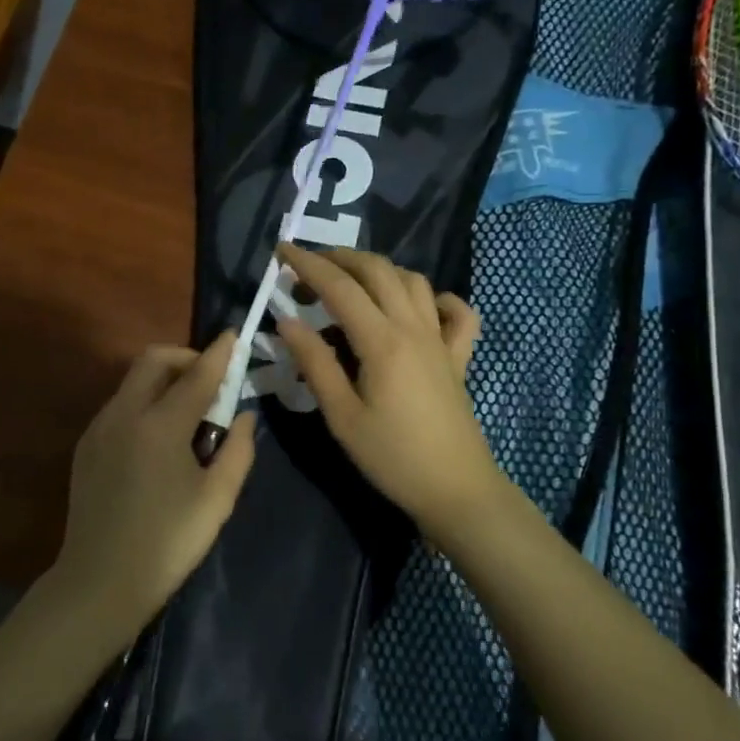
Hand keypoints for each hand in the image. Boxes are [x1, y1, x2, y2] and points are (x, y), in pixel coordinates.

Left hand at [52, 334, 257, 637]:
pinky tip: (159, 439)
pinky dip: (144, 402)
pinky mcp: (86, 446)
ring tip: (188, 413)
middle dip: (185, 358)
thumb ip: (238, 450)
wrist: (100, 583)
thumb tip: (244, 416)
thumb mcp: (217, 499)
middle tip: (210, 382)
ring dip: (163, 380)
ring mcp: (99, 428)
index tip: (235, 336)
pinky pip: (120, 405)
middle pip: (154, 360)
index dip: (220, 354)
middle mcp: (124, 415)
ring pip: (133, 381)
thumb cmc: (168, 543)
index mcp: (160, 426)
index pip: (197, 375)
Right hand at [274, 243, 505, 539]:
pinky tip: (419, 307)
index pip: (339, 287)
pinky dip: (437, 298)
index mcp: (382, 341)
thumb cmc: (392, 457)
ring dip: (380, 270)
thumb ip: (315, 364)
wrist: (456, 489)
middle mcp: (414, 327)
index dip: (308, 264)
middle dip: (340, 258)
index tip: (281, 251)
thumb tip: (288, 321)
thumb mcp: (341, 416)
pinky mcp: (458, 356)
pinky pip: (457, 312)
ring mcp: (441, 339)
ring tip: (351, 282)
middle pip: (378, 270)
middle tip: (309, 267)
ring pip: (414, 281)